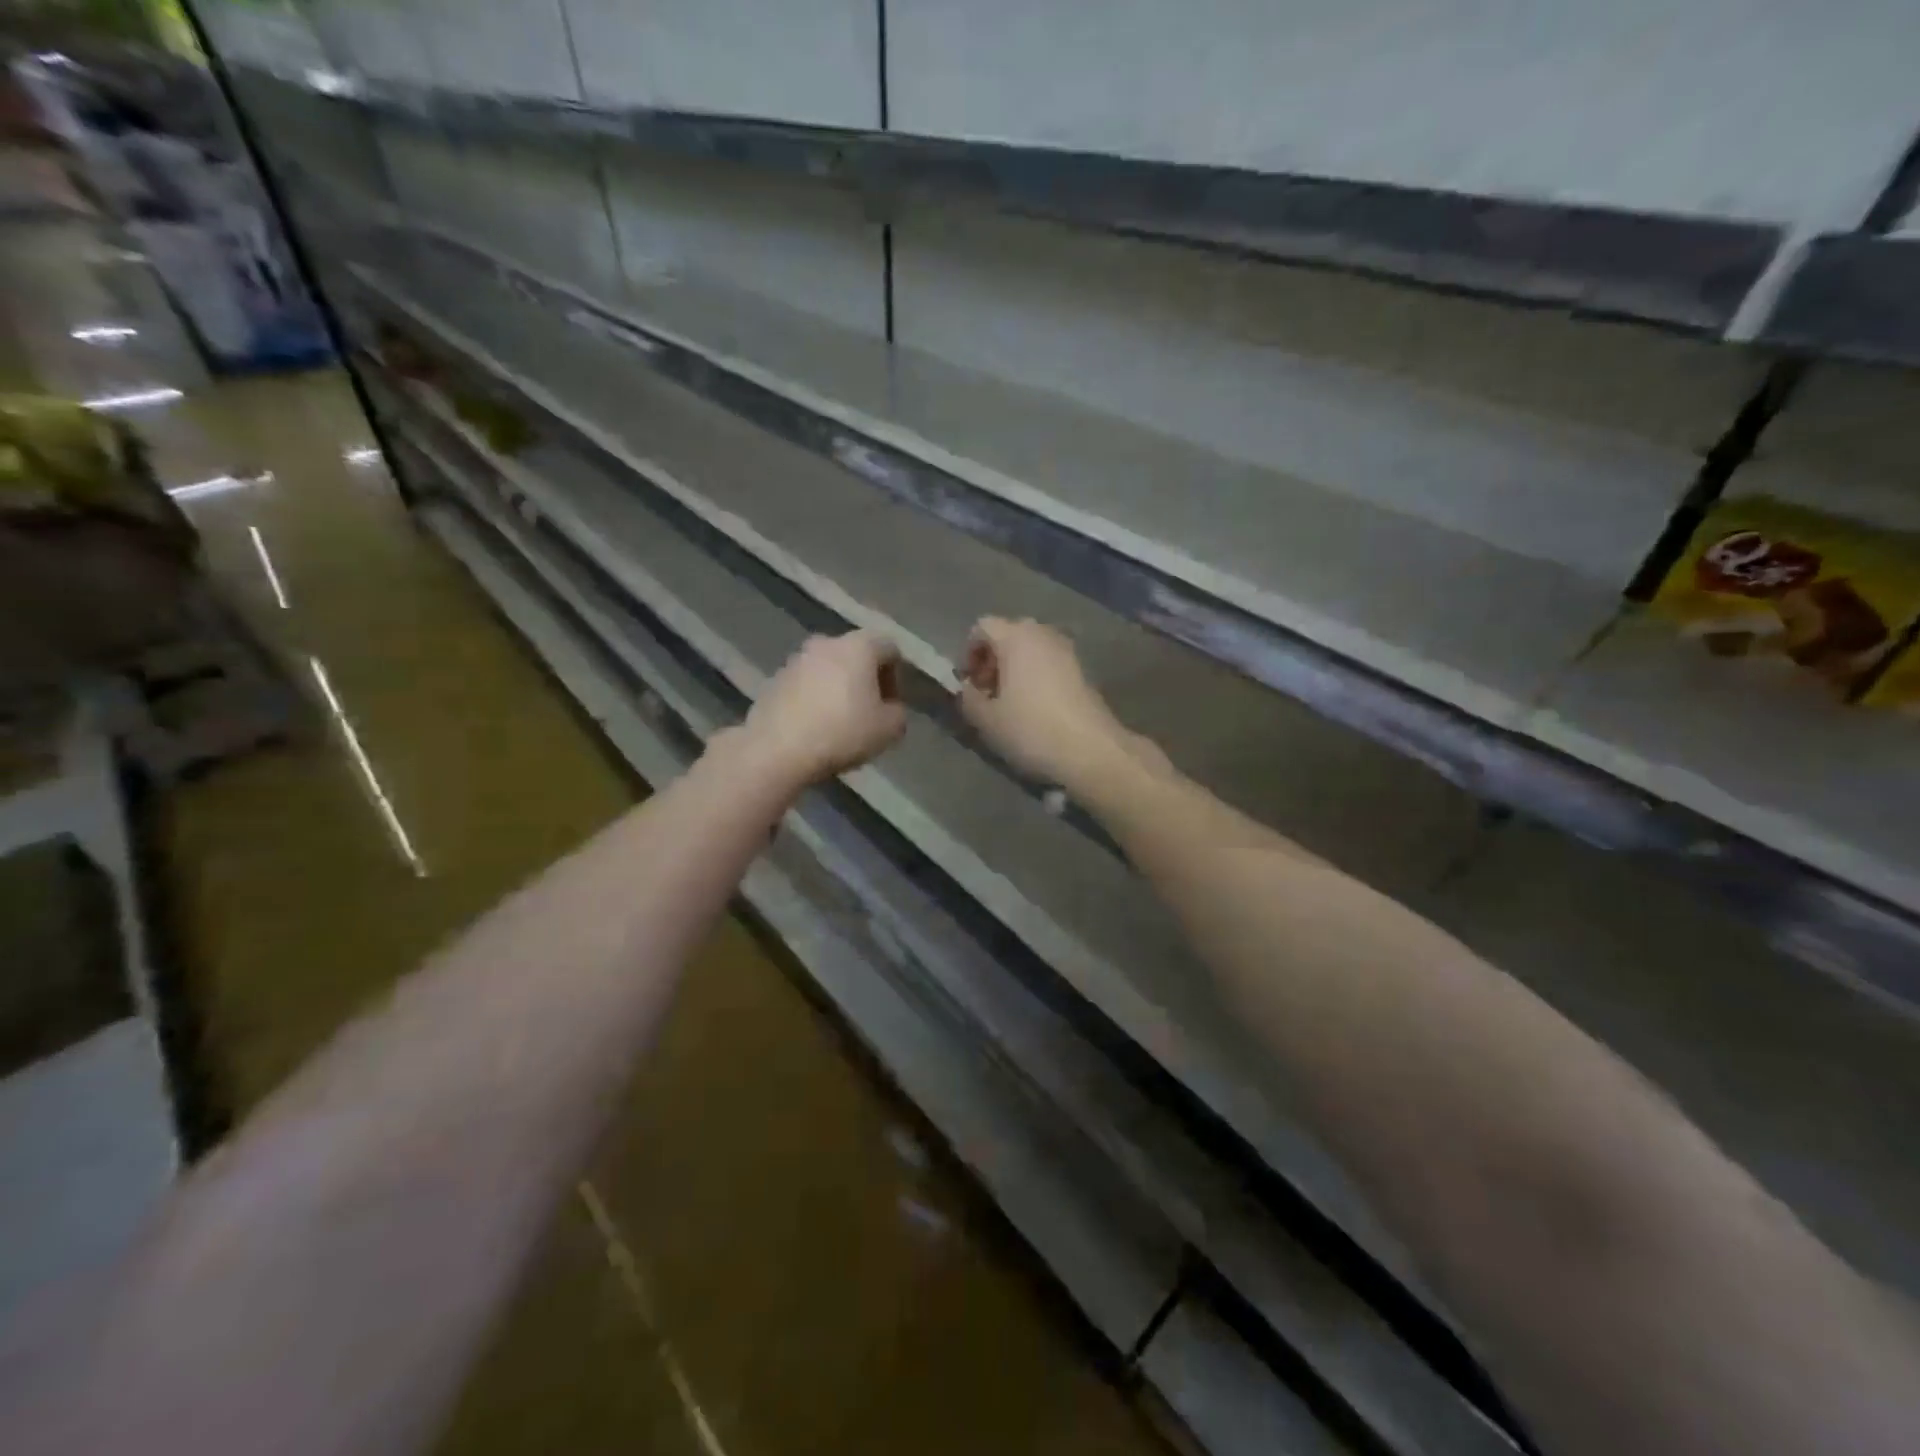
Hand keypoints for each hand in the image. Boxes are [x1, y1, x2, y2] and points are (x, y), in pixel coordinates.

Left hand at [733, 630, 907, 788]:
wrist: (777, 749)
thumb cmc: (842, 732)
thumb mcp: (889, 730)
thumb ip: (898, 713)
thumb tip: (889, 709)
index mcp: (858, 646)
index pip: (889, 648)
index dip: (897, 676)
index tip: (891, 705)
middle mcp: (826, 643)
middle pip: (856, 655)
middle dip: (865, 681)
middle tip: (868, 712)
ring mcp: (795, 659)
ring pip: (828, 669)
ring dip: (838, 689)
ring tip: (839, 722)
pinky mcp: (773, 680)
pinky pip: (805, 685)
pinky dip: (814, 699)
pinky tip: (814, 727)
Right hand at [956, 618, 1135, 788]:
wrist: (1090, 750)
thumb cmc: (1031, 729)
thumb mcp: (986, 719)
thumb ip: (968, 698)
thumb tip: (967, 689)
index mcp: (1016, 637)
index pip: (982, 626)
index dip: (968, 652)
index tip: (969, 683)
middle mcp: (1042, 634)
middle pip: (1008, 634)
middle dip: (992, 659)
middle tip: (987, 692)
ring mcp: (1066, 650)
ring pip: (1030, 648)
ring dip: (1014, 668)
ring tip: (1009, 702)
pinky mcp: (1082, 669)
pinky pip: (1048, 662)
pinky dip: (1035, 675)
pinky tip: (1034, 707)